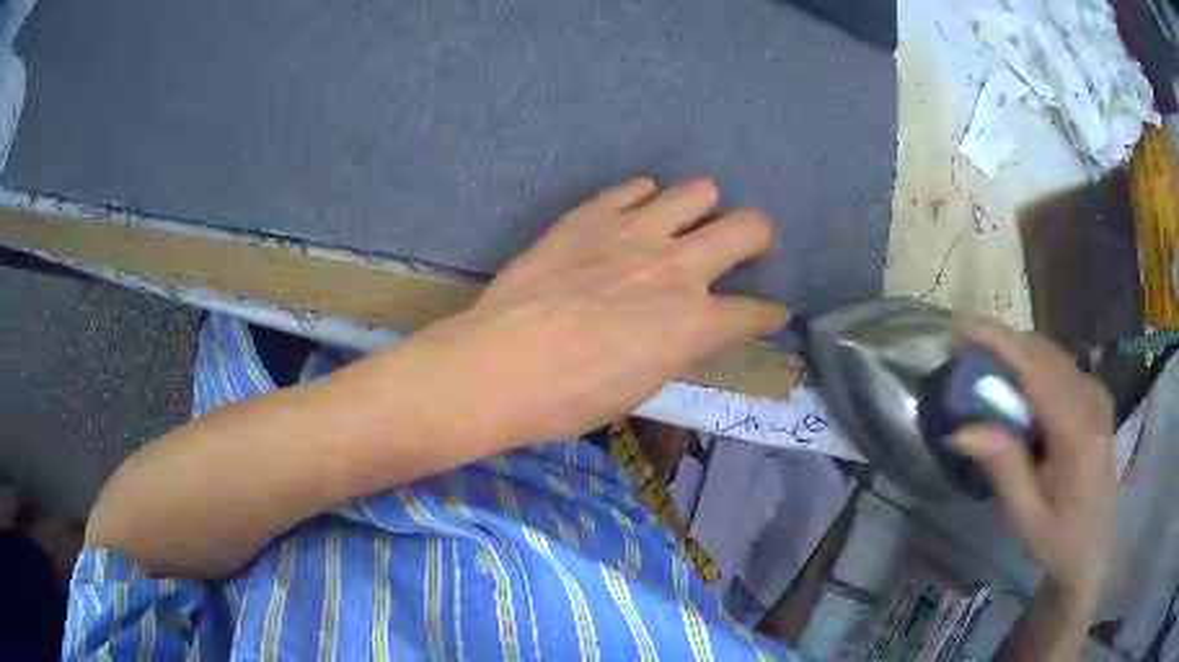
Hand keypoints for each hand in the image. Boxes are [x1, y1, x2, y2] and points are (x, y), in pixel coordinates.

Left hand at [403, 177, 787, 445]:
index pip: (755, 313)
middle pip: (749, 227)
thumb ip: (678, 347)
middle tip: (748, 248)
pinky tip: (633, 217)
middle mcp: (678, 266)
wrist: (501, 363)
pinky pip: (635, 187)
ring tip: (684, 224)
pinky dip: (645, 199)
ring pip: (698, 190)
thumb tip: (689, 329)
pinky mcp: (592, 213)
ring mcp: (635, 231)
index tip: (772, 313)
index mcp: (694, 323)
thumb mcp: (643, 385)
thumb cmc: (572, 397)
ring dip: (702, 208)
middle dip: (759, 239)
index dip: (771, 314)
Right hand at [954, 318, 1115, 609]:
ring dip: (1015, 358)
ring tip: (985, 377)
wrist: (1095, 549)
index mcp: (1079, 433)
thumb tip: (962, 429)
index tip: (958, 326)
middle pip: (1042, 352)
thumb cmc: (1061, 542)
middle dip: (1002, 346)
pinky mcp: (1095, 396)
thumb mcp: (1027, 519)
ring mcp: (1096, 393)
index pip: (1036, 369)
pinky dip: (1031, 370)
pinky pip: (1058, 367)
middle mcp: (1092, 399)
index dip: (997, 341)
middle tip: (964, 360)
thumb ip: (1003, 470)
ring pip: (1050, 355)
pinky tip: (1017, 396)